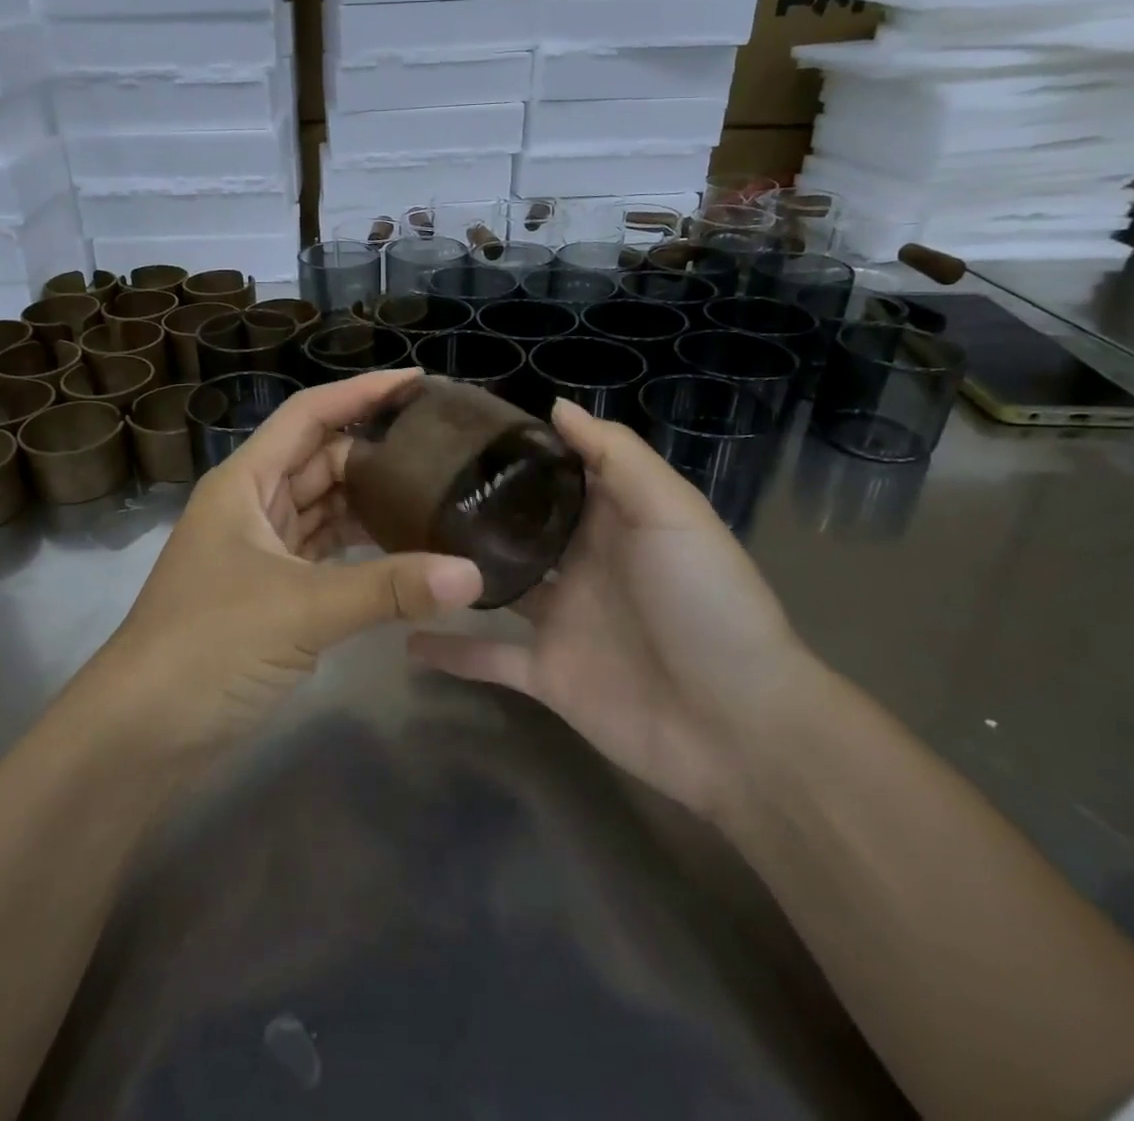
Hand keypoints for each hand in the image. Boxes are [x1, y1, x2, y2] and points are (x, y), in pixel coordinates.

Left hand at [99, 370, 484, 752]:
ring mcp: (261, 549)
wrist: (141, 731)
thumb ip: (388, 588)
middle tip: (445, 451)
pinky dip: (360, 548)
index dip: (362, 392)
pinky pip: (325, 552)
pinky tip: (404, 551)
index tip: (419, 382)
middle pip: (322, 459)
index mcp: (245, 482)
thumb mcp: (301, 609)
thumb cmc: (208, 646)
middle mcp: (252, 504)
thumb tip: (473, 575)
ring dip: (371, 503)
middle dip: (377, 452)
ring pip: (325, 508)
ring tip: (437, 495)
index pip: (309, 415)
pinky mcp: (271, 591)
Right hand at [410, 400, 816, 818]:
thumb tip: (555, 406)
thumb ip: (616, 456)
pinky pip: (487, 658)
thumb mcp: (671, 511)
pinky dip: (449, 653)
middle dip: (474, 506)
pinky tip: (402, 637)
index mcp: (611, 521)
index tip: (458, 427)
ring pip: (494, 586)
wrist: (738, 725)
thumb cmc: (705, 602)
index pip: (557, 474)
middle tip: (408, 481)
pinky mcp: (545, 673)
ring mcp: (560, 620)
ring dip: (454, 571)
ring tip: (395, 546)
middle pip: (517, 526)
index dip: (516, 451)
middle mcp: (580, 564)